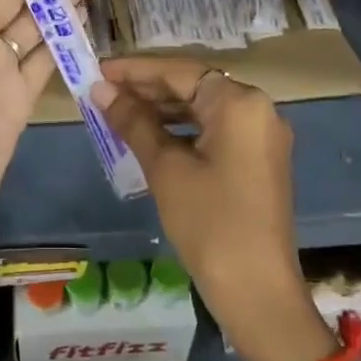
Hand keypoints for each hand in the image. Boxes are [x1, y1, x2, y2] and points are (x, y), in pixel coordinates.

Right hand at [91, 58, 331, 360]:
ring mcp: (261, 136)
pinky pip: (214, 129)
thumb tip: (100, 89)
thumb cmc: (209, 222)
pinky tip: (149, 136)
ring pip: (202, 107)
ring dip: (162, 109)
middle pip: (193, 85)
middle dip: (147, 88)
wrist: (257, 292)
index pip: (179, 71)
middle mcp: (258, 109)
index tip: (99, 69)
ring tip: (118, 111)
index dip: (136, 70)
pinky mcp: (258, 159)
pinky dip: (182, 129)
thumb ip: (133, 121)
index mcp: (239, 103)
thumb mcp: (165, 168)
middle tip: (103, 91)